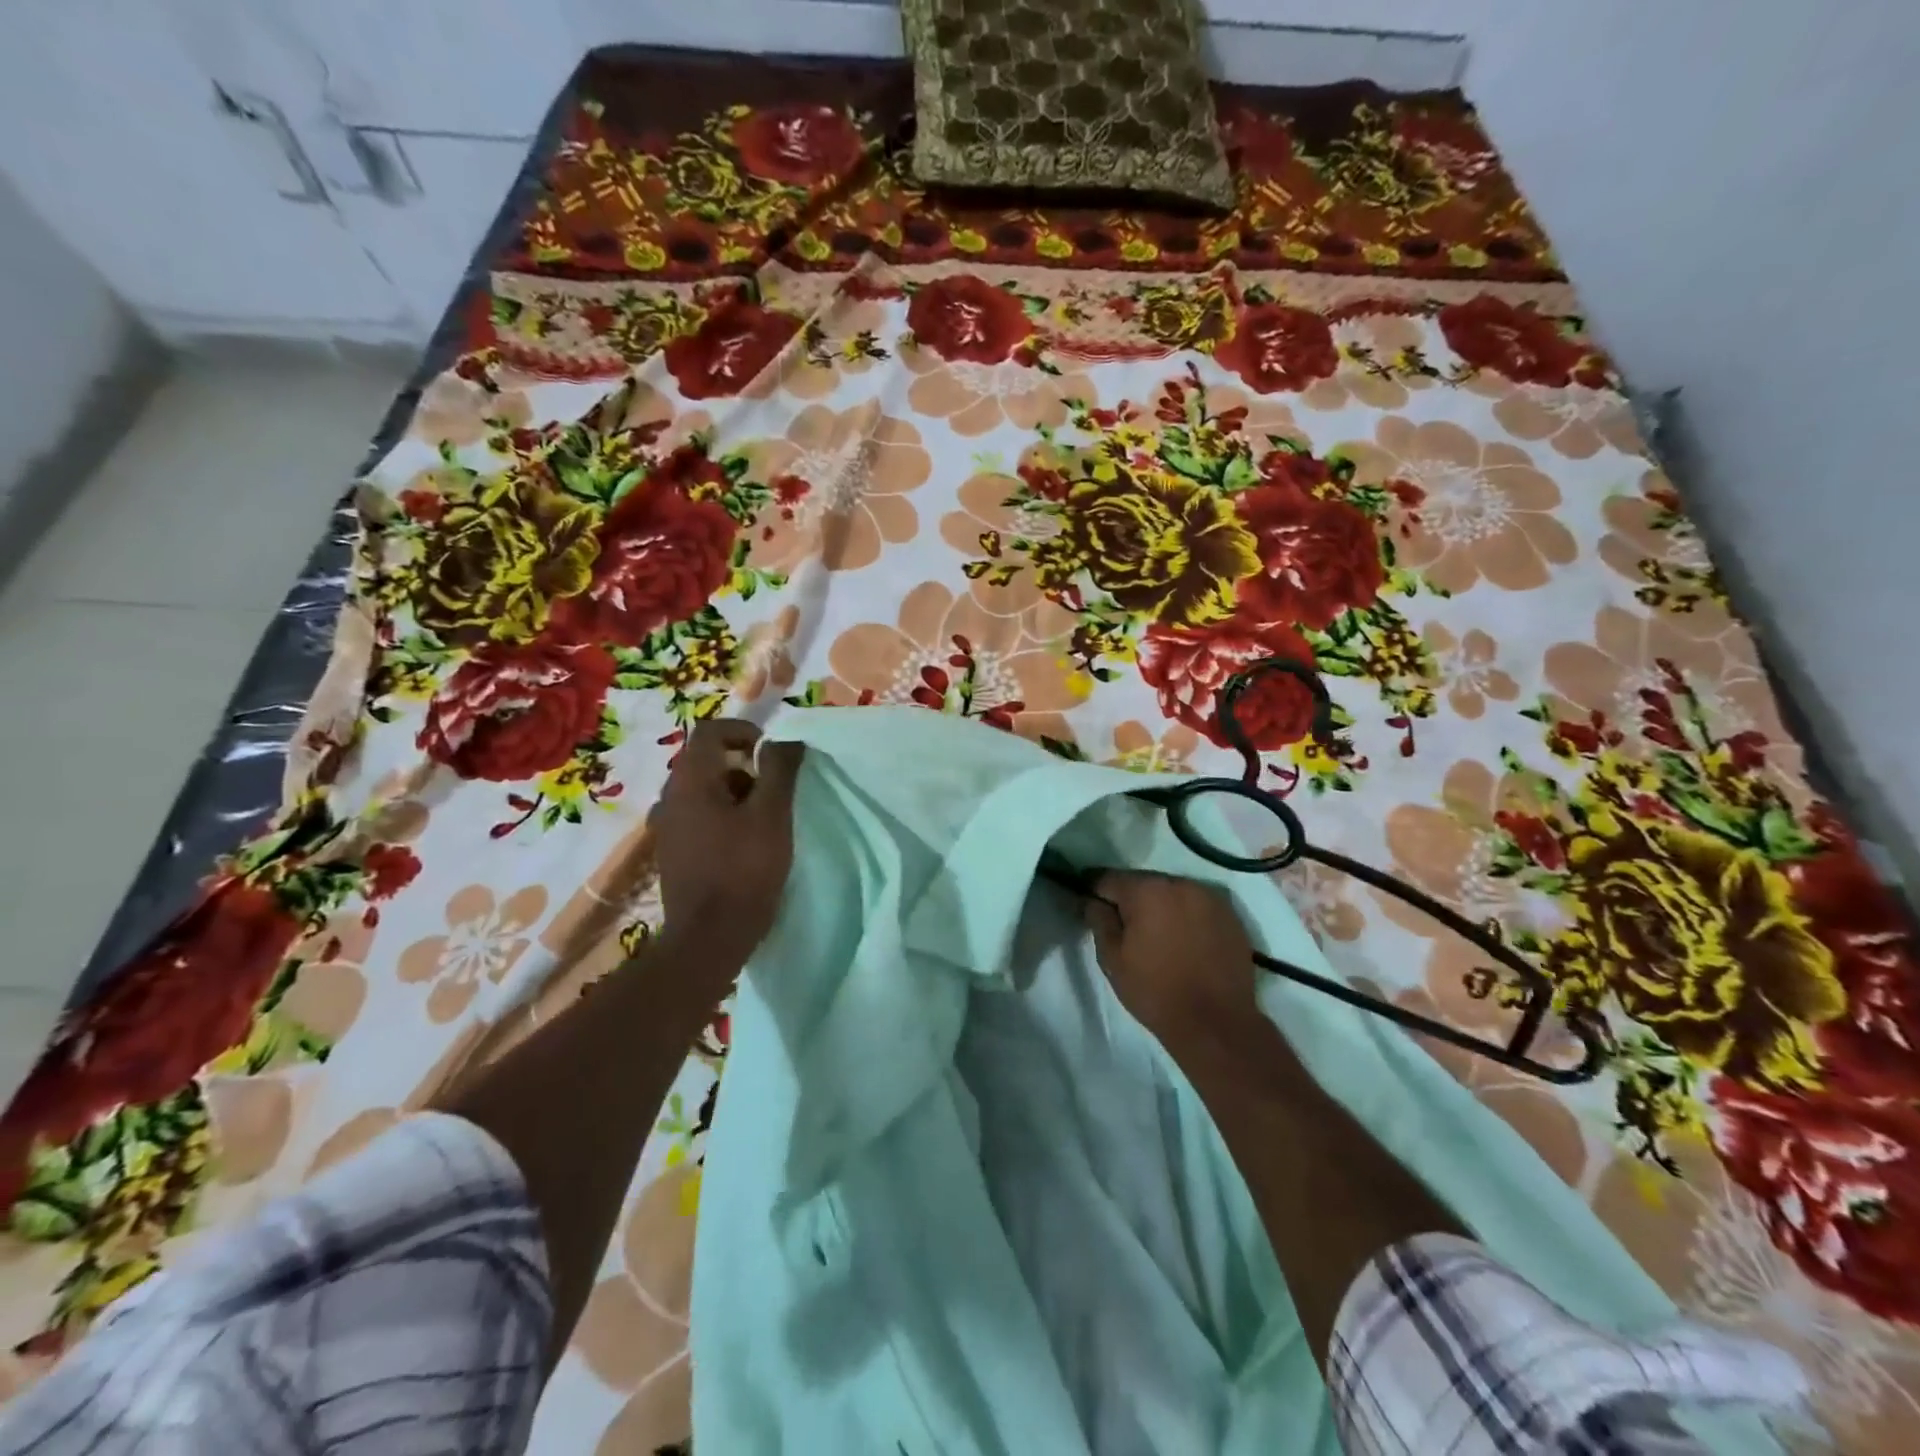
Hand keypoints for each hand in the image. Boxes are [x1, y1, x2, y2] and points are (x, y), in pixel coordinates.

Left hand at [652, 719, 803, 963]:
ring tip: (764, 817)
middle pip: (705, 760)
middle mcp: (670, 797)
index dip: (743, 730)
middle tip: (773, 787)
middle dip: (743, 765)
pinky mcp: (673, 852)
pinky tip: (744, 842)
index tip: (771, 751)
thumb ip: (779, 770)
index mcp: (690, 781)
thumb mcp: (772, 816)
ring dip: (735, 791)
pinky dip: (722, 814)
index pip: (710, 731)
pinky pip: (698, 816)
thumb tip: (785, 739)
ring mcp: (668, 827)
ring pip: (703, 790)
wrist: (708, 939)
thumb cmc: (743, 871)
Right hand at [1084, 871, 1259, 1045]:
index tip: (1089, 907)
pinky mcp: (1230, 914)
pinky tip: (1185, 942)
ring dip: (1160, 906)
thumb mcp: (1113, 959)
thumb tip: (1091, 900)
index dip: (1094, 892)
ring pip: (1172, 892)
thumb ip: (1099, 921)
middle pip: (1143, 883)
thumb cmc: (1155, 991)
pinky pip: (1196, 906)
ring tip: (1158, 936)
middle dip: (1130, 900)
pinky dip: (1186, 916)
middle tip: (1125, 928)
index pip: (1108, 878)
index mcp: (1147, 890)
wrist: (1216, 1024)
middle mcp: (1180, 883)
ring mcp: (1209, 897)